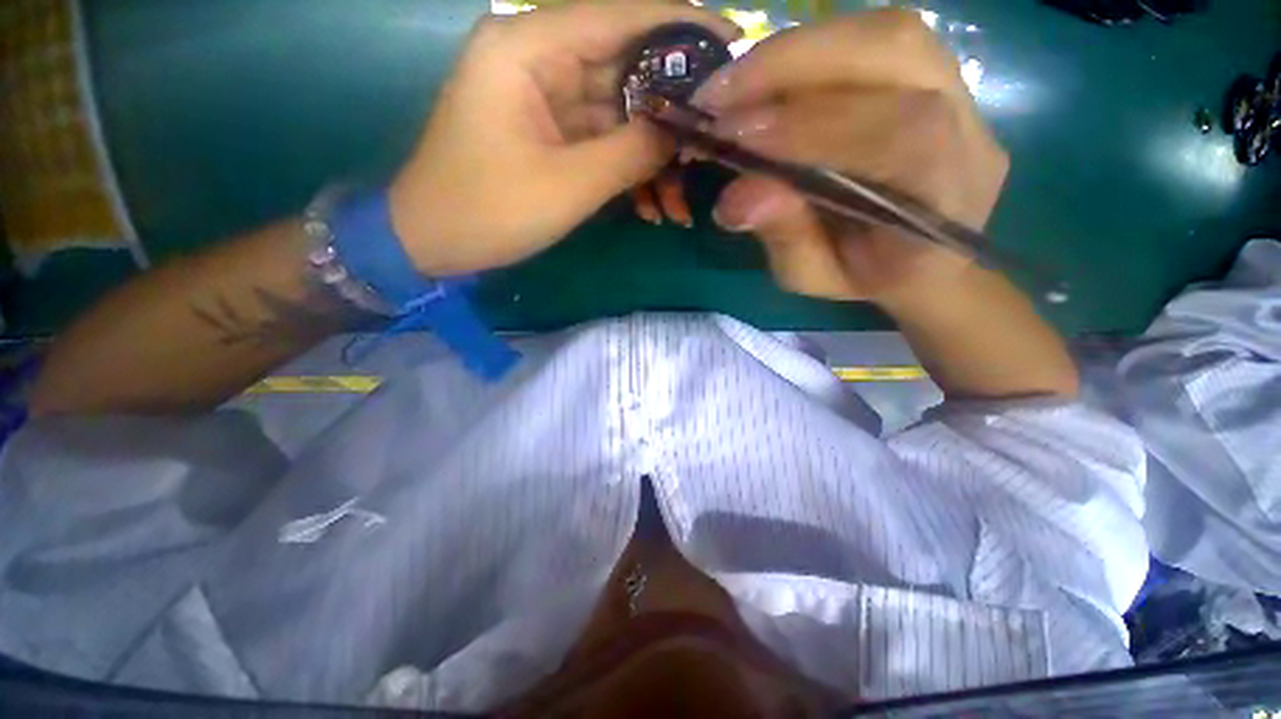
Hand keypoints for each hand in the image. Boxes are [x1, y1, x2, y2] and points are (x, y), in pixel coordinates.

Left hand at [389, 2, 739, 275]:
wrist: (434, 241)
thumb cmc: (489, 210)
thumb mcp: (568, 184)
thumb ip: (631, 151)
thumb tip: (682, 131)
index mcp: (528, 46)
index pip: (620, 16)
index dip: (681, 28)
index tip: (734, 45)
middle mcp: (537, 57)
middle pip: (624, 67)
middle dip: (672, 111)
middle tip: (715, 140)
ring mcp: (544, 97)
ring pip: (618, 112)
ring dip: (652, 157)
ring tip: (682, 198)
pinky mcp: (549, 132)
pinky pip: (601, 140)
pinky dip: (629, 170)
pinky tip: (652, 206)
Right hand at [695, 9, 1009, 308]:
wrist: (923, 258)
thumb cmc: (869, 276)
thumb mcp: (817, 278)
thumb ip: (786, 238)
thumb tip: (735, 198)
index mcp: (945, 194)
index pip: (892, 133)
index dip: (809, 126)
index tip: (733, 138)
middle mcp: (966, 124)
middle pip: (892, 51)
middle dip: (789, 67)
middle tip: (715, 99)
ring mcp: (956, 87)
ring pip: (880, 33)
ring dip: (793, 53)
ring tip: (730, 88)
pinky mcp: (931, 70)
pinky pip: (869, 40)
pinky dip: (807, 53)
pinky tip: (764, 81)